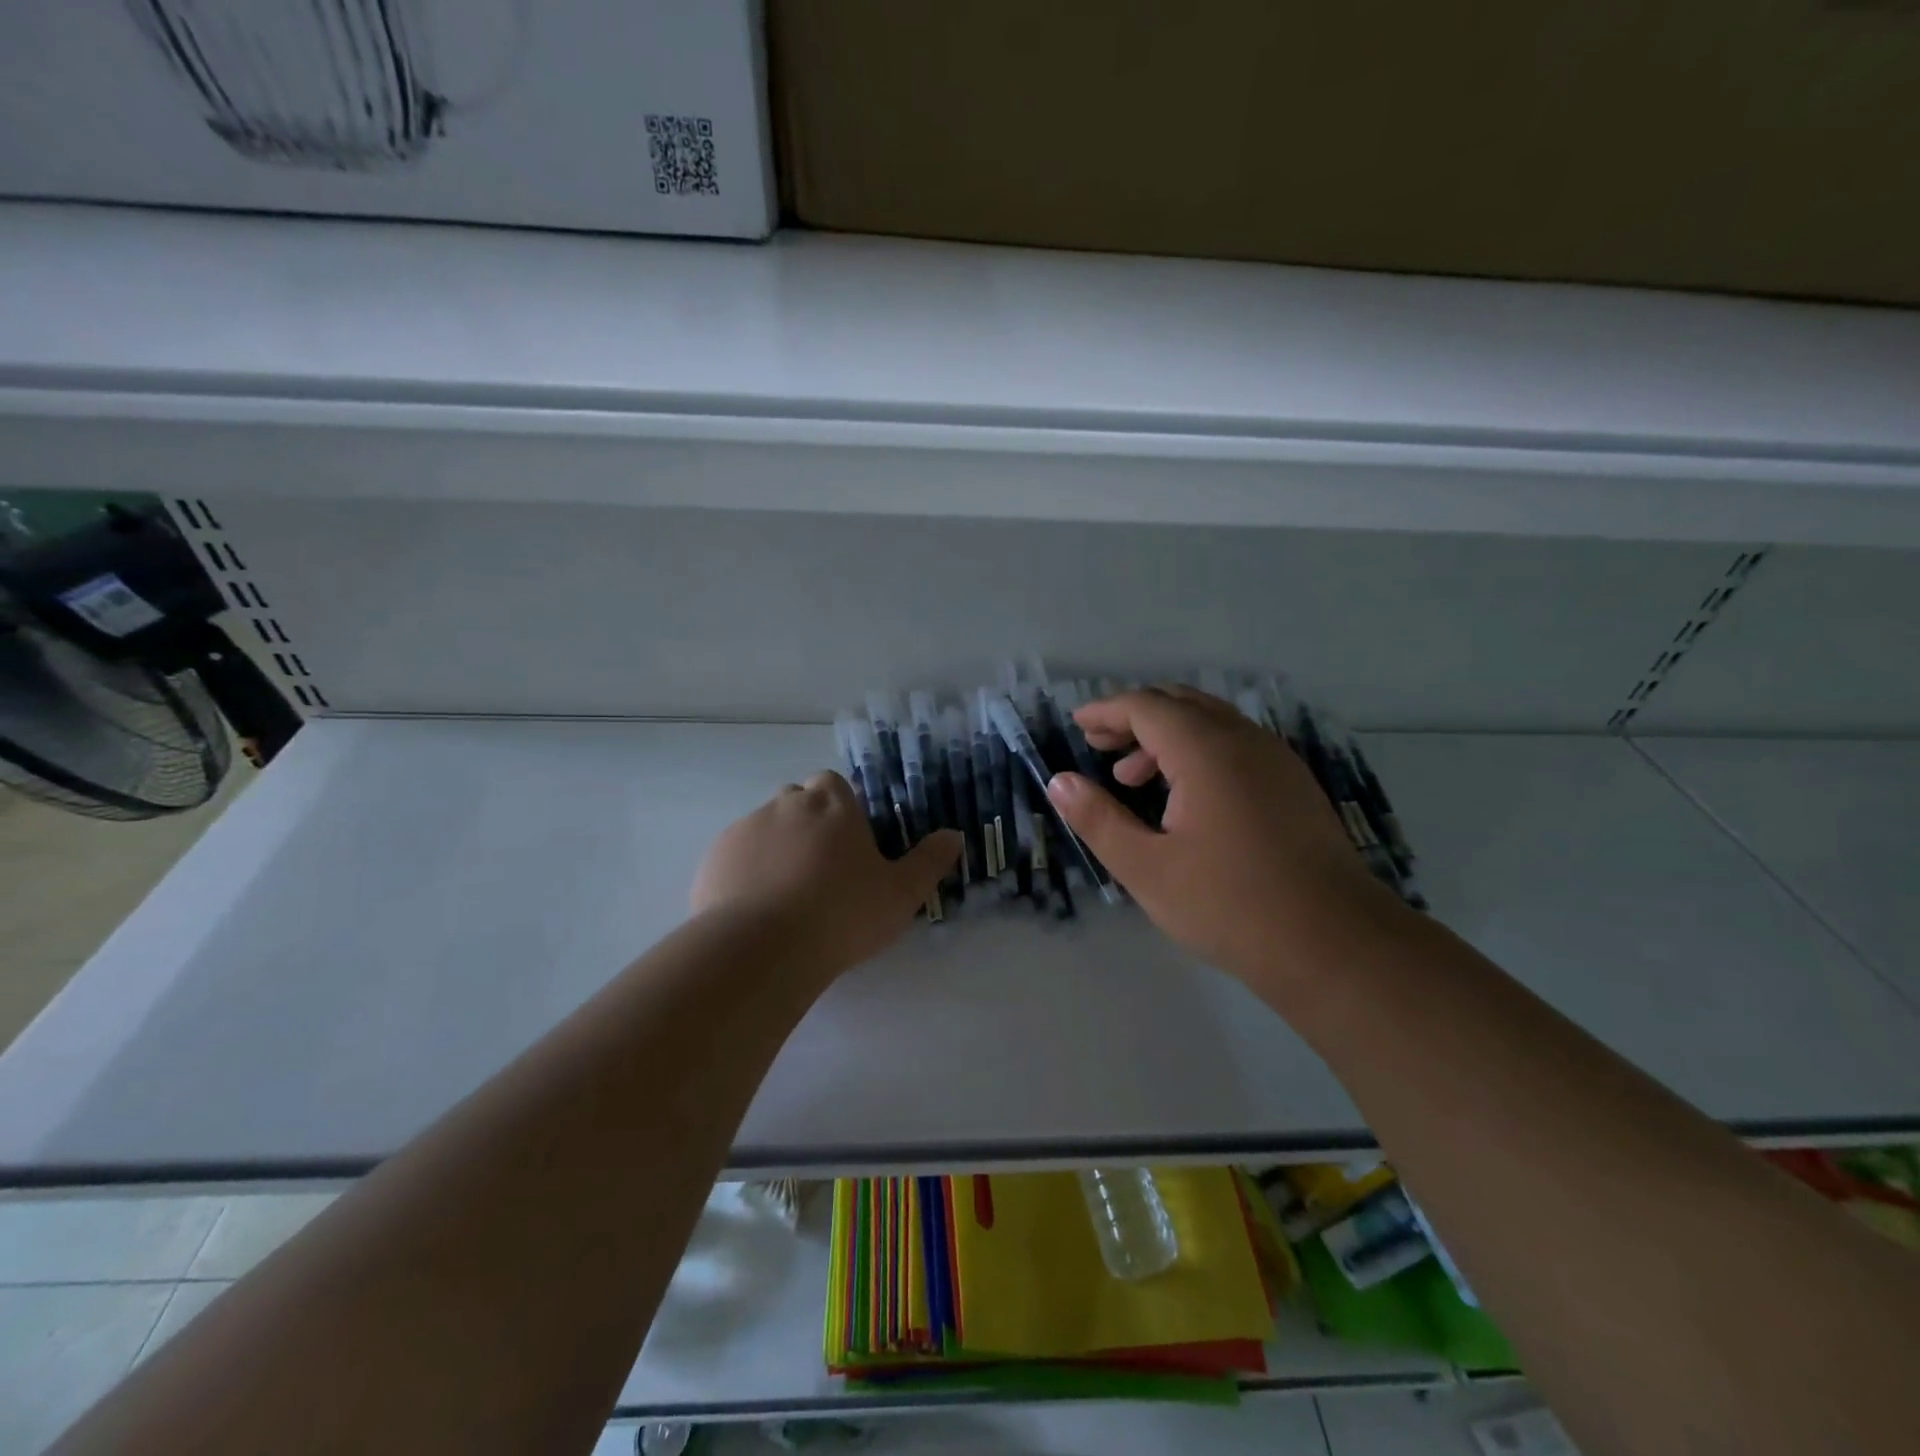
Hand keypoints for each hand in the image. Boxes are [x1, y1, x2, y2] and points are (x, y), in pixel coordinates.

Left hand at [693, 771, 961, 978]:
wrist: (762, 948)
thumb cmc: (842, 914)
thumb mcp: (901, 893)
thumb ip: (929, 861)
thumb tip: (955, 835)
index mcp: (832, 804)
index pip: (834, 785)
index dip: (840, 810)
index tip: (848, 845)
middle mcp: (786, 804)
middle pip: (797, 803)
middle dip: (808, 827)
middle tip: (822, 873)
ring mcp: (745, 828)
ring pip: (765, 829)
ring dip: (777, 850)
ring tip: (787, 898)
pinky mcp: (715, 857)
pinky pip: (735, 856)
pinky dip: (746, 872)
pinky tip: (756, 910)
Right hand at [1046, 688, 1405, 985]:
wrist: (1336, 945)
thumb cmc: (1230, 906)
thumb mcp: (1146, 868)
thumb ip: (1098, 820)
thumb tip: (1059, 782)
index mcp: (1206, 750)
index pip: (1146, 706)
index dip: (1106, 710)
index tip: (1077, 724)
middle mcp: (1245, 741)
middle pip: (1180, 704)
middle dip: (1134, 717)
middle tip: (1098, 744)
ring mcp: (1277, 761)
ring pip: (1212, 724)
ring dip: (1166, 737)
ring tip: (1132, 777)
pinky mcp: (1294, 786)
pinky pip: (1237, 747)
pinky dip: (1199, 753)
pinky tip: (1186, 798)